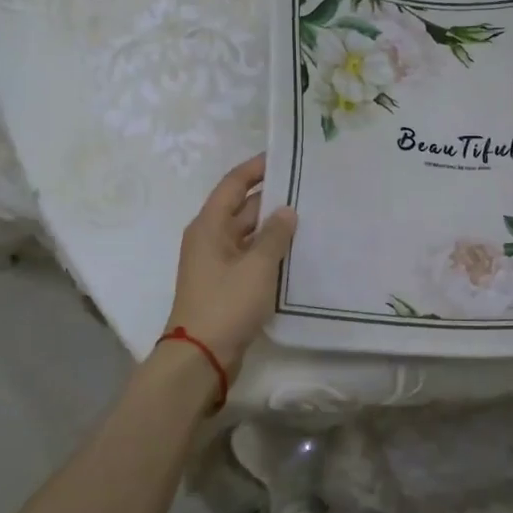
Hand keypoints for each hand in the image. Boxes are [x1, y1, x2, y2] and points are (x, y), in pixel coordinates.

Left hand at [164, 154, 297, 375]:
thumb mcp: (257, 266)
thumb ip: (275, 235)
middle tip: (309, 188)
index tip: (284, 155)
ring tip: (311, 216)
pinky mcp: (227, 285)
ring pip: (249, 234)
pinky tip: (297, 251)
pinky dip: (270, 251)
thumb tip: (286, 211)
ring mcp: (218, 263)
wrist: (202, 357)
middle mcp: (210, 238)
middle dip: (272, 197)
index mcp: (209, 225)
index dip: (257, 167)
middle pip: (242, 207)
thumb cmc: (226, 303)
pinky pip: (251, 257)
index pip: (234, 184)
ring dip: (274, 227)